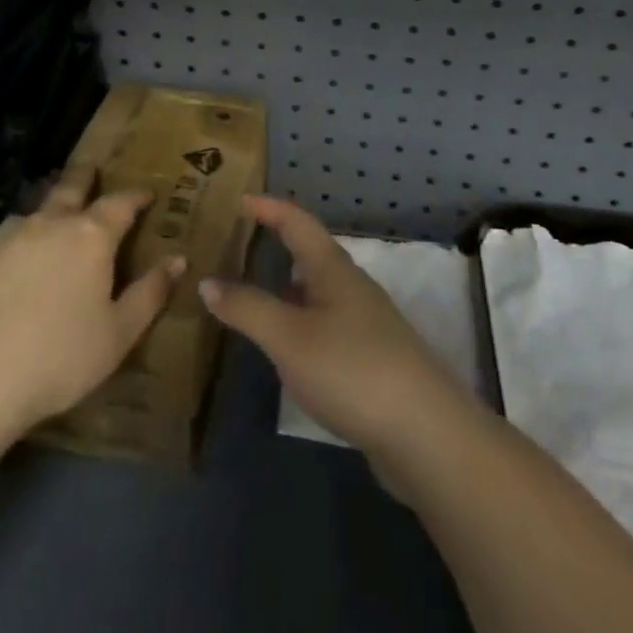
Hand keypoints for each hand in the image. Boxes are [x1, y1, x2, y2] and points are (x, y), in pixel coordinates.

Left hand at [0, 163, 183, 434]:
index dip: (136, 196)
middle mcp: (52, 222)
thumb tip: (178, 259)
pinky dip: (22, 233)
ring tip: (55, 212)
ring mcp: (10, 234)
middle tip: (93, 169)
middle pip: (72, 186)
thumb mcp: (118, 334)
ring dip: (51, 204)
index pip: (121, 203)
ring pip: (37, 207)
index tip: (147, 194)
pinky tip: (17, 253)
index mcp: (91, 236)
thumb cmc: (58, 357)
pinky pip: (8, 232)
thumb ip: (150, 293)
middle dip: (86, 176)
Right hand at [200, 196, 470, 485]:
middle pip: (308, 252)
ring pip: (316, 290)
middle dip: (274, 243)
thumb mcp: (288, 337)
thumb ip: (247, 308)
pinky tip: (284, 343)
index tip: (237, 199)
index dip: (268, 207)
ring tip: (248, 291)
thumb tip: (207, 281)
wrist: (425, 434)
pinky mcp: (370, 358)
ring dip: (284, 285)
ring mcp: (364, 323)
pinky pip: (323, 322)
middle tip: (233, 245)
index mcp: (332, 268)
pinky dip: (297, 319)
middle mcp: (350, 286)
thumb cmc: (351, 369)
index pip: (297, 221)